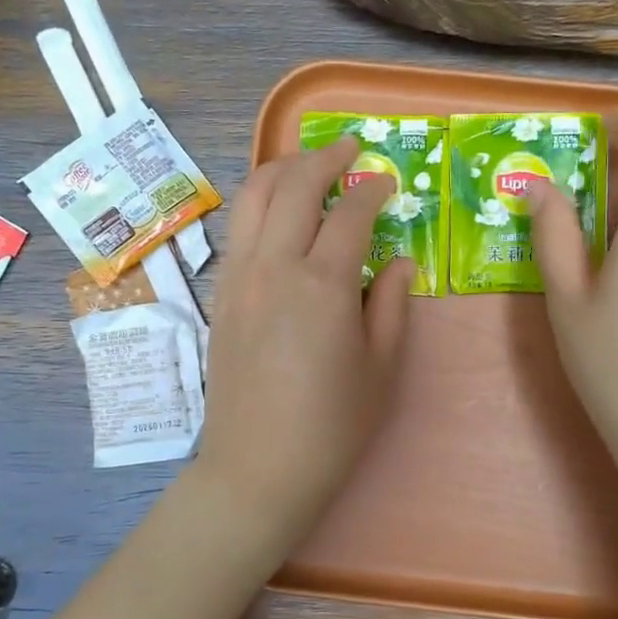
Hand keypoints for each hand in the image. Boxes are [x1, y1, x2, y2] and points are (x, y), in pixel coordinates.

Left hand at [194, 137, 413, 548]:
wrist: (257, 469)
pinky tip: (278, 213)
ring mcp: (238, 278)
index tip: (387, 182)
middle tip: (350, 149)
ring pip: (253, 198)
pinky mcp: (220, 296)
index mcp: (322, 284)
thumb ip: (391, 303)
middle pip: (294, 186)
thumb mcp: (380, 367)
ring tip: (308, 164)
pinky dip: (259, 203)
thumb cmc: (331, 426)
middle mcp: (274, 267)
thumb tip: (397, 259)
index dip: (372, 190)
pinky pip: (238, 229)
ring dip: (283, 169)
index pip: (350, 214)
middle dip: (324, 159)